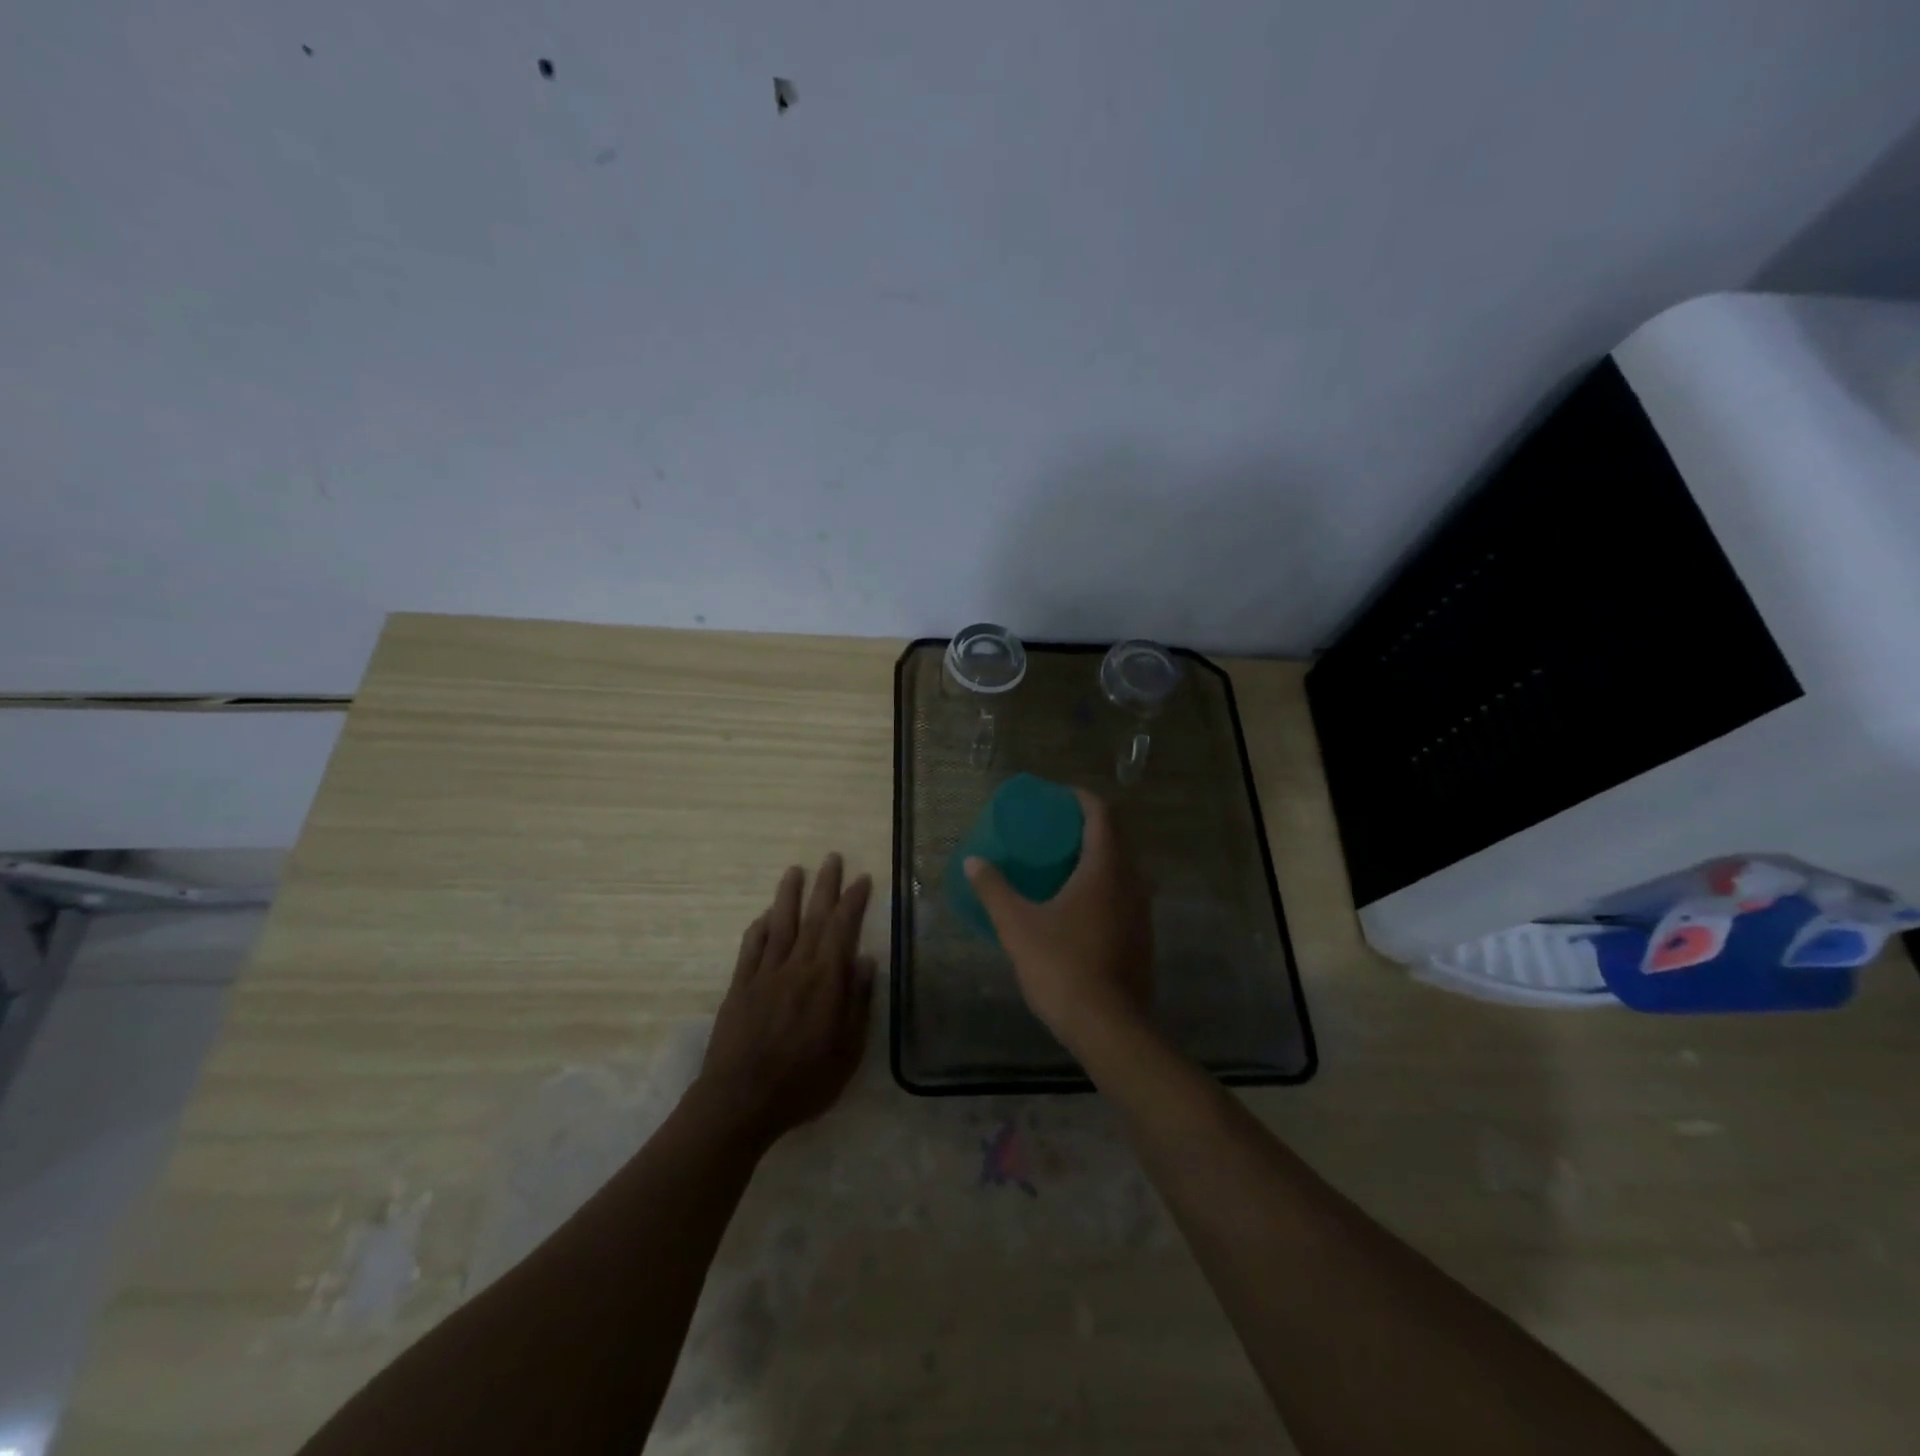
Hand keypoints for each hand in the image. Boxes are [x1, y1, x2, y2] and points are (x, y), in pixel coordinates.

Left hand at [694, 854, 874, 1150]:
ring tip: (796, 871)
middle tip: (832, 858)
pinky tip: (766, 917)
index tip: (862, 878)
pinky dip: (760, 928)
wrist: (741, 1101)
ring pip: (780, 924)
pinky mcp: (739, 987)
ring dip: (789, 895)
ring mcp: (764, 975)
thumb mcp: (848, 1051)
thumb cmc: (804, 1082)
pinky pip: (751, 948)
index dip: (853, 901)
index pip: (843, 929)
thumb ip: (857, 1003)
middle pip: (813, 918)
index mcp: (825, 981)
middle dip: (825, 886)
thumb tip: (864, 960)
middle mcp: (796, 968)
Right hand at [963, 789, 1152, 1048]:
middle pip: (1115, 839)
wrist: (1110, 1028)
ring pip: (1122, 869)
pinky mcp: (1141, 938)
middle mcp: (1131, 882)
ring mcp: (1141, 912)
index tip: (1058, 797)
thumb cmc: (1062, 966)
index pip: (1101, 815)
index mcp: (1105, 869)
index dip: (1081, 799)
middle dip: (1086, 827)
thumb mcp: (1017, 926)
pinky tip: (1077, 906)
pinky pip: (1123, 895)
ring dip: (1096, 858)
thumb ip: (994, 889)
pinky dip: (1103, 886)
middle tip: (1053, 829)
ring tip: (1062, 864)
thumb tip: (973, 861)